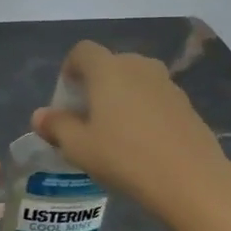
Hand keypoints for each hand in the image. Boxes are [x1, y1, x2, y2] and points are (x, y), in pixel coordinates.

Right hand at [32, 41, 230, 212]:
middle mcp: (138, 66)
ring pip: (134, 81)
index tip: (66, 99)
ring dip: (120, 98)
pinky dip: (143, 111)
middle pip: (109, 65)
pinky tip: (142, 144)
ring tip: (114, 133)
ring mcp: (167, 84)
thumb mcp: (78, 147)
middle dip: (94, 86)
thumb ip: (56, 126)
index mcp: (108, 70)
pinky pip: (154, 98)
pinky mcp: (186, 104)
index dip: (70, 69)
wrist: (190, 179)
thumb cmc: (124, 157)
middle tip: (87, 119)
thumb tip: (40, 116)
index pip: (82, 51)